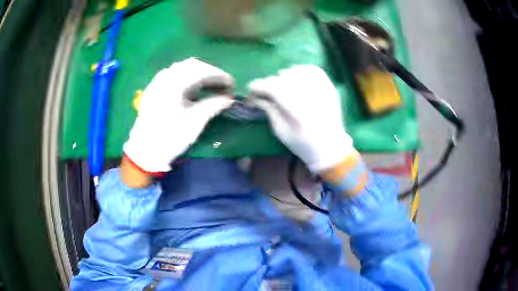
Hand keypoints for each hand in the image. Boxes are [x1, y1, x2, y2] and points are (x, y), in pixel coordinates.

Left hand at [123, 58, 234, 174]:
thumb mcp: (195, 122)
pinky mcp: (155, 89)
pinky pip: (174, 75)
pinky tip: (193, 88)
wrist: (145, 151)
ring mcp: (158, 81)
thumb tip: (229, 99)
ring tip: (210, 86)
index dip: (220, 76)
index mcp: (175, 83)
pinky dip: (187, 78)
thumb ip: (213, 105)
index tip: (232, 85)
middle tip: (222, 85)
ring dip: (199, 74)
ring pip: (182, 68)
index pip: (202, 71)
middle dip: (210, 73)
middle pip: (192, 65)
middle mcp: (166, 77)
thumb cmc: (170, 137)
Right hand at [249, 65, 352, 172]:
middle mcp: (310, 96)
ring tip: (284, 86)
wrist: (330, 146)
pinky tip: (297, 78)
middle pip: (283, 77)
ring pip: (297, 71)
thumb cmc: (303, 144)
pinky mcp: (329, 87)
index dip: (259, 85)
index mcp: (297, 111)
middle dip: (271, 83)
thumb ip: (269, 110)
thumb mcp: (281, 131)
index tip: (251, 88)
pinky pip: (312, 69)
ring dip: (286, 76)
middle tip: (268, 92)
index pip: (273, 88)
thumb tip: (257, 97)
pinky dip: (301, 70)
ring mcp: (322, 89)